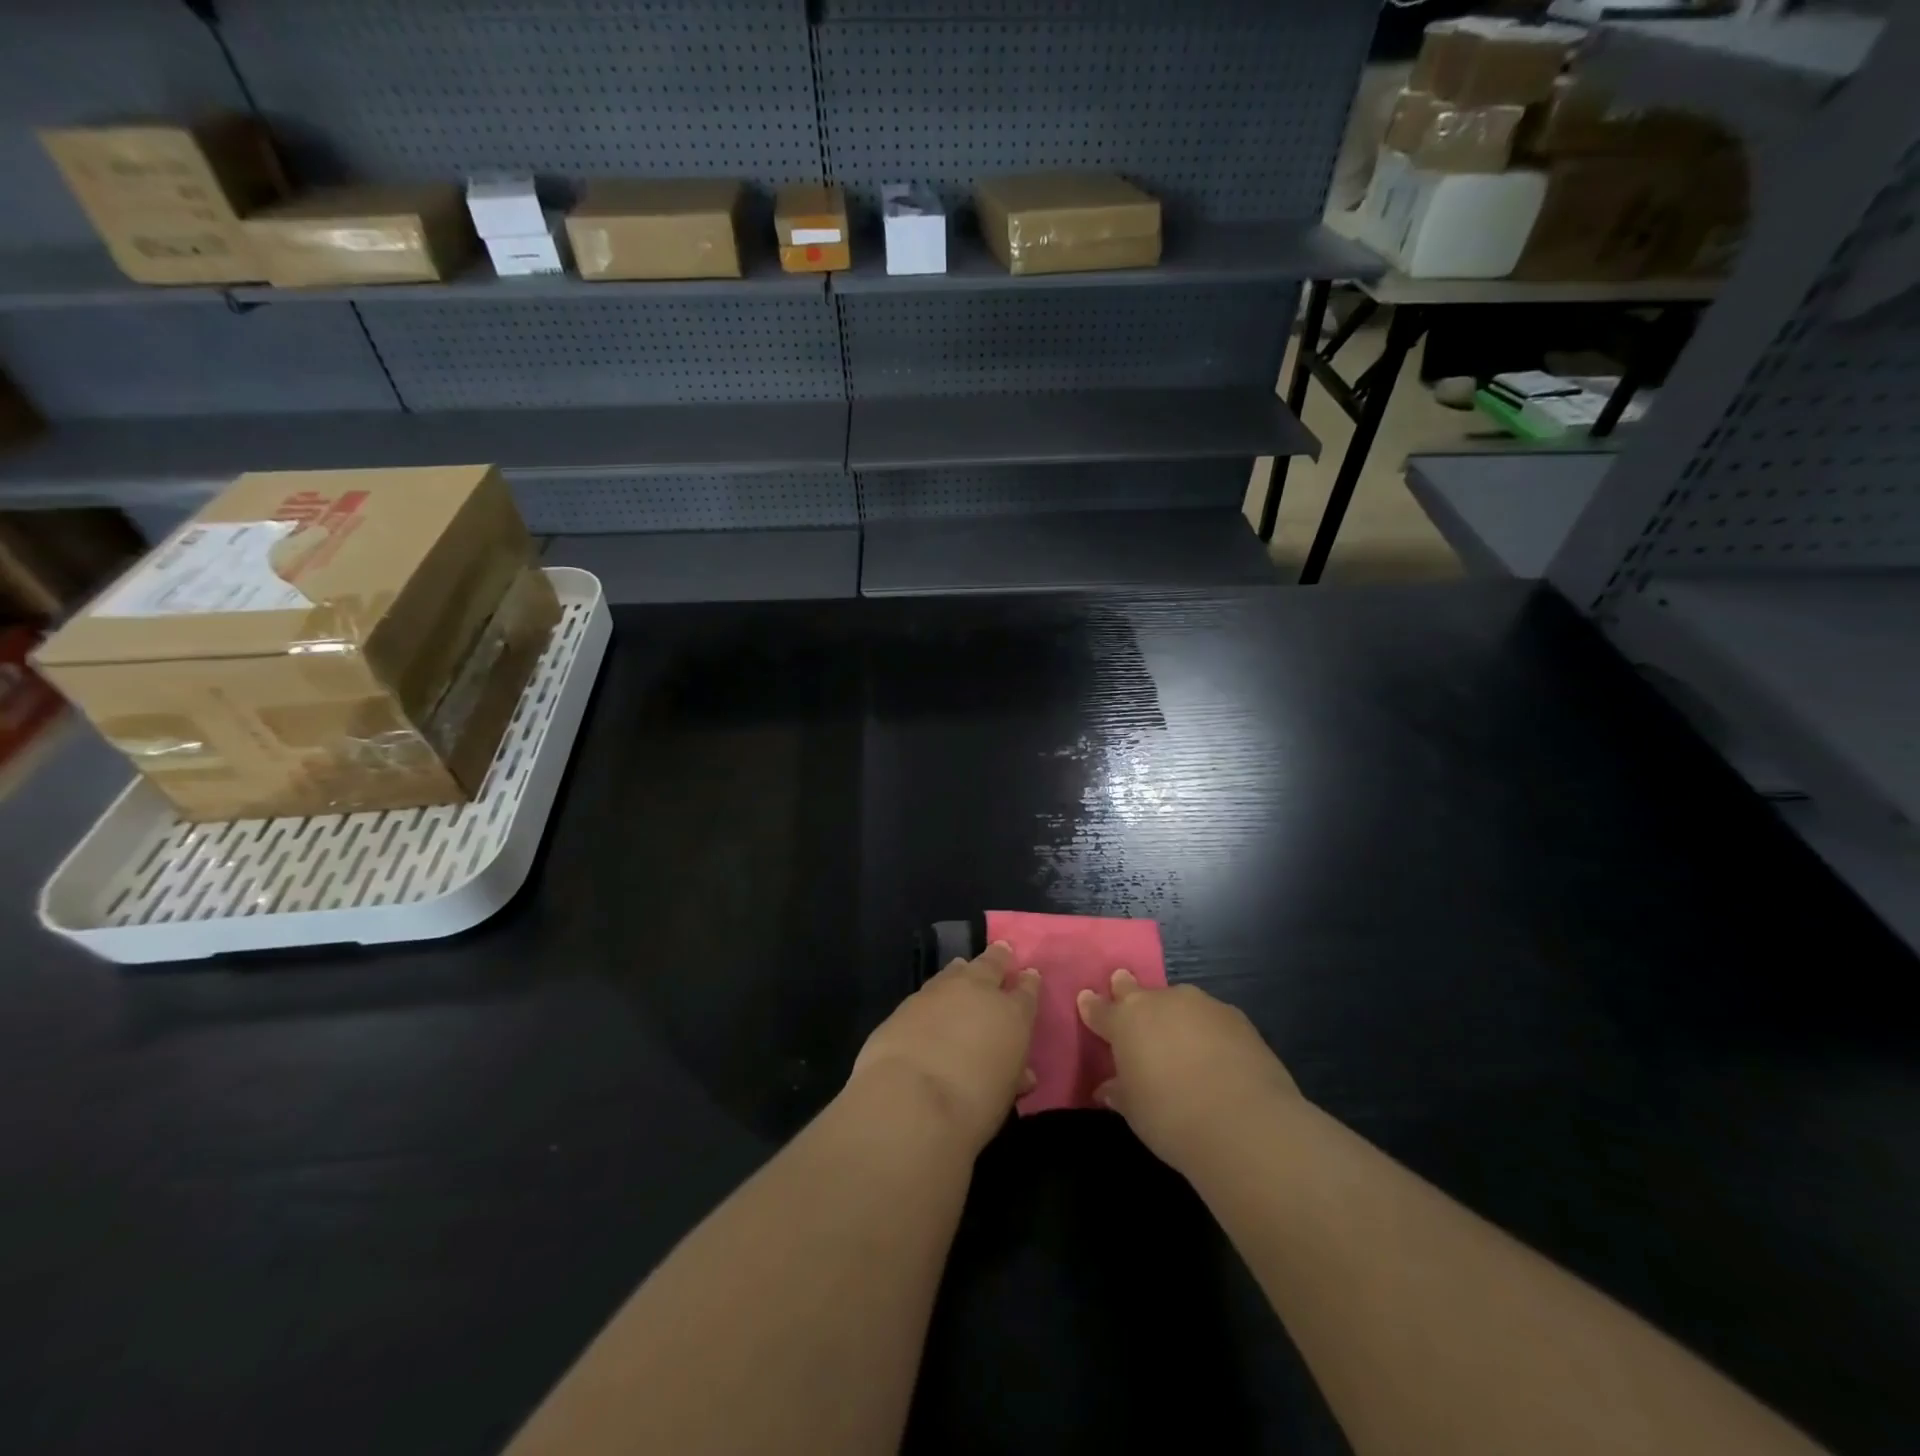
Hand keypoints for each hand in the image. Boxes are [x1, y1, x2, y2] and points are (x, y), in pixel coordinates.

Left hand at [850, 942, 1040, 1152]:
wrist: (912, 1098)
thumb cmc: (973, 1105)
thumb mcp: (1004, 1094)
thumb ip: (1013, 1075)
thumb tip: (1022, 1074)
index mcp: (1013, 1014)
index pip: (1027, 991)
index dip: (1029, 983)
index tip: (1030, 975)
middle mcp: (980, 992)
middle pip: (992, 965)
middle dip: (999, 958)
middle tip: (1003, 949)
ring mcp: (941, 991)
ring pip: (958, 970)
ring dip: (964, 969)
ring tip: (964, 966)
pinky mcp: (909, 1001)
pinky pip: (930, 987)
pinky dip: (937, 989)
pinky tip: (934, 996)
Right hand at [1077, 970, 1299, 1168]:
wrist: (1244, 1123)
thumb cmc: (1171, 1118)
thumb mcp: (1135, 1112)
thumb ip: (1119, 1092)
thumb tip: (1108, 1088)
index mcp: (1126, 1021)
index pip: (1100, 1009)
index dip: (1092, 1006)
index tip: (1086, 999)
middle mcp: (1160, 1002)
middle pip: (1136, 990)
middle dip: (1126, 988)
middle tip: (1122, 984)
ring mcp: (1200, 1004)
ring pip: (1177, 1002)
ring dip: (1173, 1014)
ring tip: (1179, 1039)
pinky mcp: (1235, 1016)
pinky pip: (1210, 1017)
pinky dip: (1206, 1029)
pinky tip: (1216, 1053)